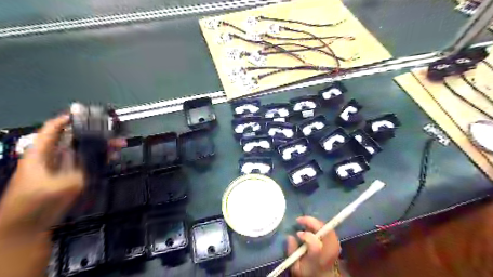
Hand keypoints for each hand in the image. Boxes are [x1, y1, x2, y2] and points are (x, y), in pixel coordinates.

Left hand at [0, 113, 125, 234]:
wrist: (27, 225)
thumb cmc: (34, 203)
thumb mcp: (58, 186)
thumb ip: (79, 174)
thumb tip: (94, 164)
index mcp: (41, 153)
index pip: (53, 129)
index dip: (68, 119)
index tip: (87, 114)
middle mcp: (54, 156)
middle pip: (75, 138)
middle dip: (95, 134)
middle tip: (114, 132)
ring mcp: (64, 166)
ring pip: (85, 150)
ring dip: (102, 147)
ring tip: (119, 144)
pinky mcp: (73, 176)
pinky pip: (89, 163)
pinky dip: (101, 159)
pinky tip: (113, 157)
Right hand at [288, 216, 341, 276]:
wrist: (322, 276)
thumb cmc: (308, 271)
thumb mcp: (295, 266)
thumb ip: (292, 251)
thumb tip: (290, 237)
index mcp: (317, 259)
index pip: (315, 245)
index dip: (306, 236)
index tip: (297, 234)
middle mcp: (329, 252)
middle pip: (325, 232)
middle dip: (312, 222)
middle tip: (300, 220)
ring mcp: (335, 247)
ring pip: (328, 229)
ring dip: (315, 223)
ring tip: (304, 222)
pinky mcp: (336, 243)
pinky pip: (329, 229)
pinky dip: (319, 225)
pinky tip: (311, 226)